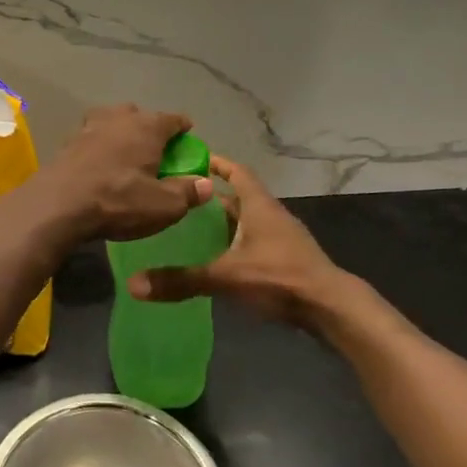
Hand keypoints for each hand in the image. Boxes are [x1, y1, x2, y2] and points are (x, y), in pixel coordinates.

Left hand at [39, 105, 211, 242]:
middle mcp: (118, 118)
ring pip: (111, 121)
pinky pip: (91, 137)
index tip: (188, 136)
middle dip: (149, 127)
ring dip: (120, 132)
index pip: (173, 119)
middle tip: (155, 148)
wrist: (58, 204)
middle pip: (139, 115)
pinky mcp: (67, 142)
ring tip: (125, 151)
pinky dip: (98, 146)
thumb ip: (187, 192)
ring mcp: (89, 127)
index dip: (183, 127)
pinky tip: (98, 163)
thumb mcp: (163, 205)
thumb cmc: (119, 200)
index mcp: (147, 127)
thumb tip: (206, 183)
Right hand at [130, 156, 377, 339]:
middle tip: (177, 197)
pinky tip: (215, 258)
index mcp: (259, 206)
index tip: (191, 158)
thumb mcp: (226, 277)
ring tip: (188, 227)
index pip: (237, 171)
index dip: (216, 162)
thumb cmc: (280, 277)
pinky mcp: (284, 260)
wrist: (331, 309)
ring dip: (221, 222)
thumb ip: (182, 280)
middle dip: (209, 196)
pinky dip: (232, 243)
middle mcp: (270, 216)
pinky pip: (252, 242)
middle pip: (237, 197)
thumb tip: (134, 285)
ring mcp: (280, 239)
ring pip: (245, 221)